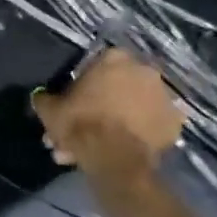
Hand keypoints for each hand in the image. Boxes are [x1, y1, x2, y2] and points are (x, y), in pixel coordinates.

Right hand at [31, 49, 184, 181]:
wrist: (114, 158)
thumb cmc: (80, 124)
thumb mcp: (49, 110)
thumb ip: (45, 99)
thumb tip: (41, 97)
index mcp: (114, 59)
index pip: (97, 63)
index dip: (85, 83)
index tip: (76, 100)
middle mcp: (144, 71)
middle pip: (120, 86)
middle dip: (103, 105)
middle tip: (87, 128)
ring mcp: (164, 97)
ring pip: (137, 106)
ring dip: (122, 120)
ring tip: (103, 146)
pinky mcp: (175, 123)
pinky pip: (153, 125)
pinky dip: (142, 133)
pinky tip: (124, 148)